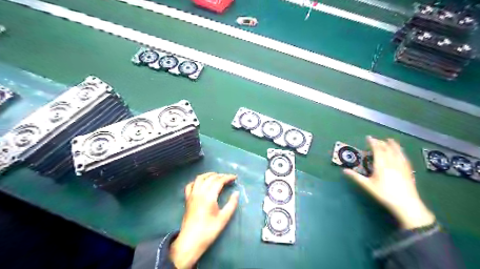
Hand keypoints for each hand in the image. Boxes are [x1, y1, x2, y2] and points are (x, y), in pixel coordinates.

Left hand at [169, 172, 238, 268]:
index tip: (235, 177)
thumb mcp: (224, 218)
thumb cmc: (209, 230)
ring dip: (209, 175)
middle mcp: (199, 192)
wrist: (190, 241)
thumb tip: (236, 192)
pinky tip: (201, 183)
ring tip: (217, 176)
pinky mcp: (187, 199)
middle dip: (220, 175)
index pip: (219, 181)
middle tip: (228, 178)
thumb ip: (231, 204)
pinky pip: (191, 185)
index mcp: (209, 196)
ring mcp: (192, 195)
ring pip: (200, 178)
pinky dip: (197, 181)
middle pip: (210, 178)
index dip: (228, 177)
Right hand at [343, 137, 437, 228]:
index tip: (368, 137)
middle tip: (377, 139)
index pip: (377, 149)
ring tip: (390, 140)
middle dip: (382, 143)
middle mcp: (392, 162)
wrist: (406, 204)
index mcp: (382, 165)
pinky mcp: (408, 171)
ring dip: (393, 145)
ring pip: (397, 152)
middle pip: (387, 149)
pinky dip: (401, 152)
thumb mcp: (368, 186)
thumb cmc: (384, 194)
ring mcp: (402, 166)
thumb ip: (356, 177)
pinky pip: (404, 158)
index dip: (373, 142)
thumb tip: (344, 170)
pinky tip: (401, 153)